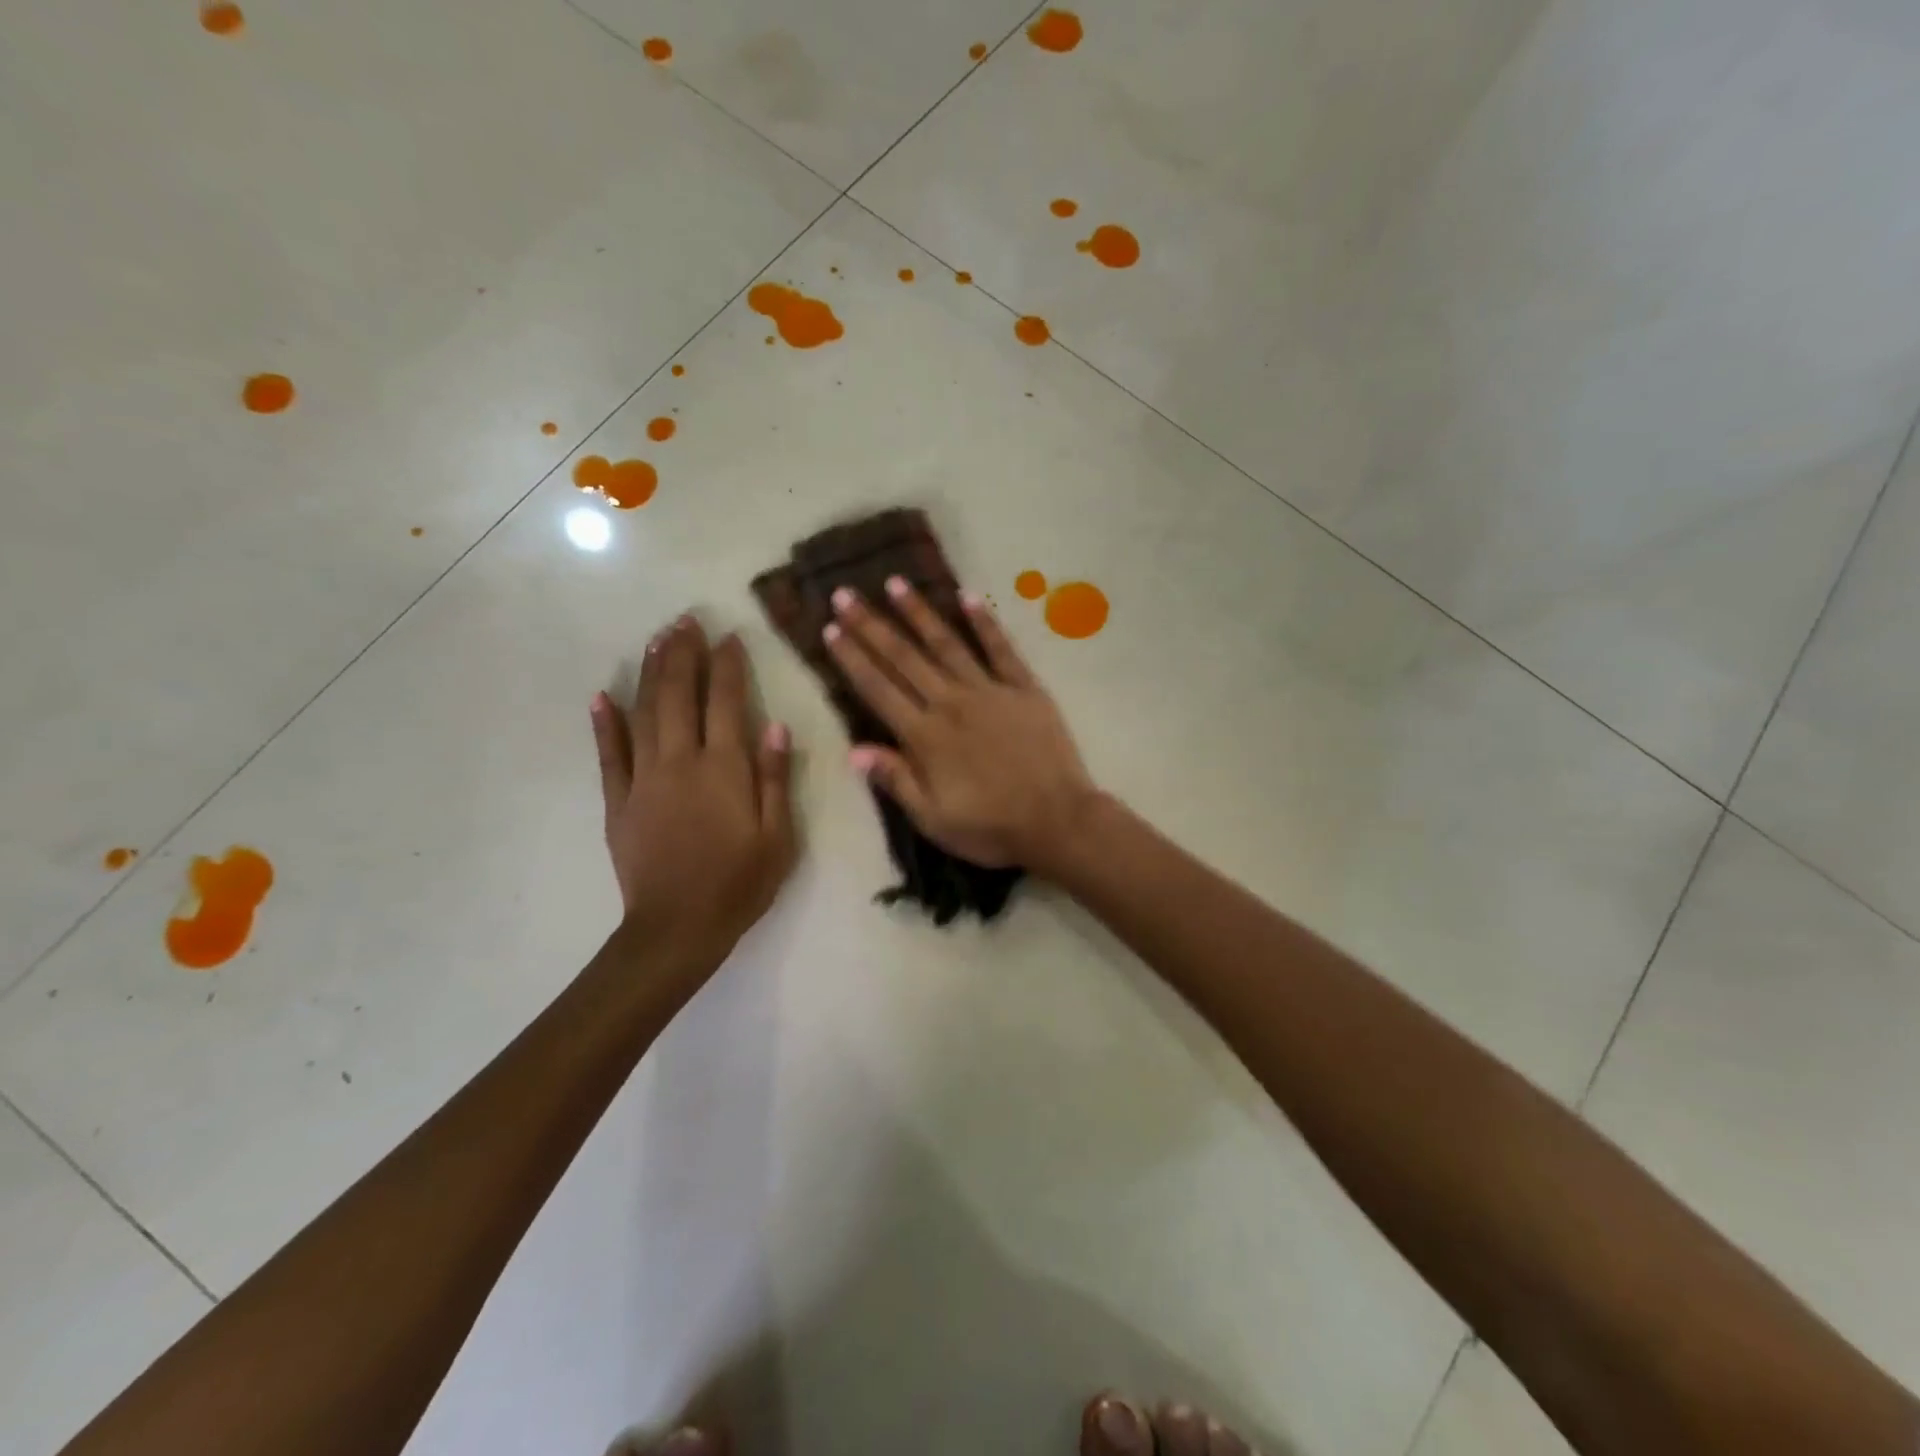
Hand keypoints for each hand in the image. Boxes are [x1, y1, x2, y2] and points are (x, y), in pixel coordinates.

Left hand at [590, 616, 796, 964]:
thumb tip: (773, 724)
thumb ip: (774, 778)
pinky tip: (601, 696)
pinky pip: (609, 755)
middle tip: (684, 620)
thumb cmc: (740, 884)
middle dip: (682, 654)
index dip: (727, 665)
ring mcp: (643, 779)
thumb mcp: (778, 836)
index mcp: (724, 769)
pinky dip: (605, 724)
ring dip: (650, 673)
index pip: (726, 702)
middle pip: (679, 695)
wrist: (678, 929)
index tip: (728, 636)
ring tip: (655, 640)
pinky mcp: (618, 802)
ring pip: (644, 713)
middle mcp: (681, 762)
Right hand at [822, 577, 1096, 872]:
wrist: (1057, 820)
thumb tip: (854, 750)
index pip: (879, 689)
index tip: (831, 630)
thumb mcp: (933, 819)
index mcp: (925, 736)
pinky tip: (969, 596)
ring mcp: (989, 691)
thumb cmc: (991, 827)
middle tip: (846, 594)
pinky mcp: (1024, 688)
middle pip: (904, 658)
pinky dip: (985, 622)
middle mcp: (951, 703)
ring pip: (946, 644)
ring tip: (895, 583)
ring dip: (918, 613)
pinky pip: (1001, 649)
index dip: (853, 659)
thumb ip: (895, 780)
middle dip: (872, 625)